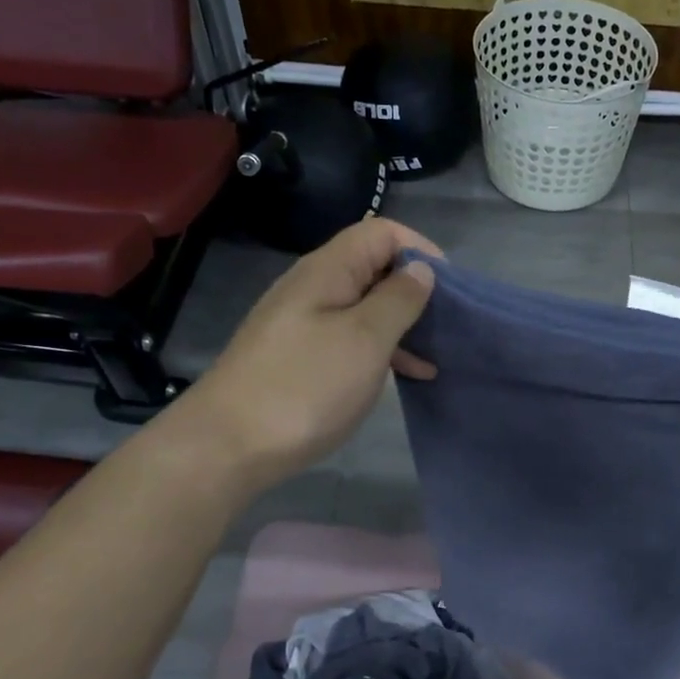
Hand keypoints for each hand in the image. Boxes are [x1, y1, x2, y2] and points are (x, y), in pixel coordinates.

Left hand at [158, 218, 439, 494]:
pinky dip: (381, 349)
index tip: (451, 288)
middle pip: (373, 267)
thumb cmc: (306, 386)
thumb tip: (421, 268)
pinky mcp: (299, 356)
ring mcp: (303, 323)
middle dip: (416, 288)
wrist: (228, 446)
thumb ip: (398, 298)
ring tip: (437, 353)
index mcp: (328, 270)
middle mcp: (313, 287)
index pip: (382, 232)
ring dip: (402, 323)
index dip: (421, 249)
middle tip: (448, 324)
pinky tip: (406, 376)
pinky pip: (350, 338)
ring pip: (365, 306)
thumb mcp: (365, 339)